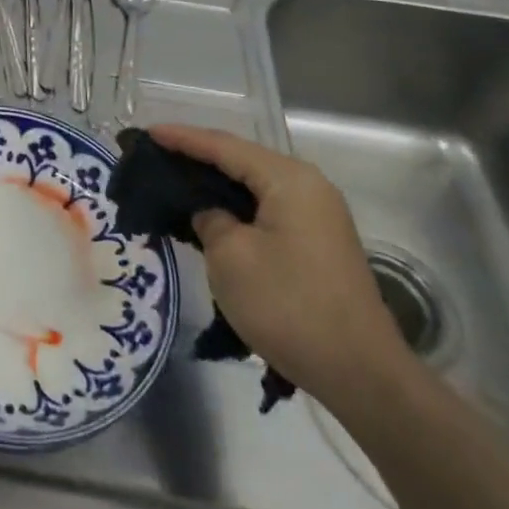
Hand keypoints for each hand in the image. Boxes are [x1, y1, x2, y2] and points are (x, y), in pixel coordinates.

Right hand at [150, 125, 413, 412]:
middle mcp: (308, 186)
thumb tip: (209, 213)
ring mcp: (317, 215)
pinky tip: (210, 216)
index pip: (223, 146)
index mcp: (288, 179)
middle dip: (197, 157)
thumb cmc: (289, 306)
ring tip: (174, 181)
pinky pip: (266, 209)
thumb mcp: (230, 257)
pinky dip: (235, 207)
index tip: (146, 134)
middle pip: (241, 160)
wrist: (362, 375)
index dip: (181, 138)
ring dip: (215, 184)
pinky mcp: (318, 243)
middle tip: (156, 155)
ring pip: (253, 186)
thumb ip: (209, 219)